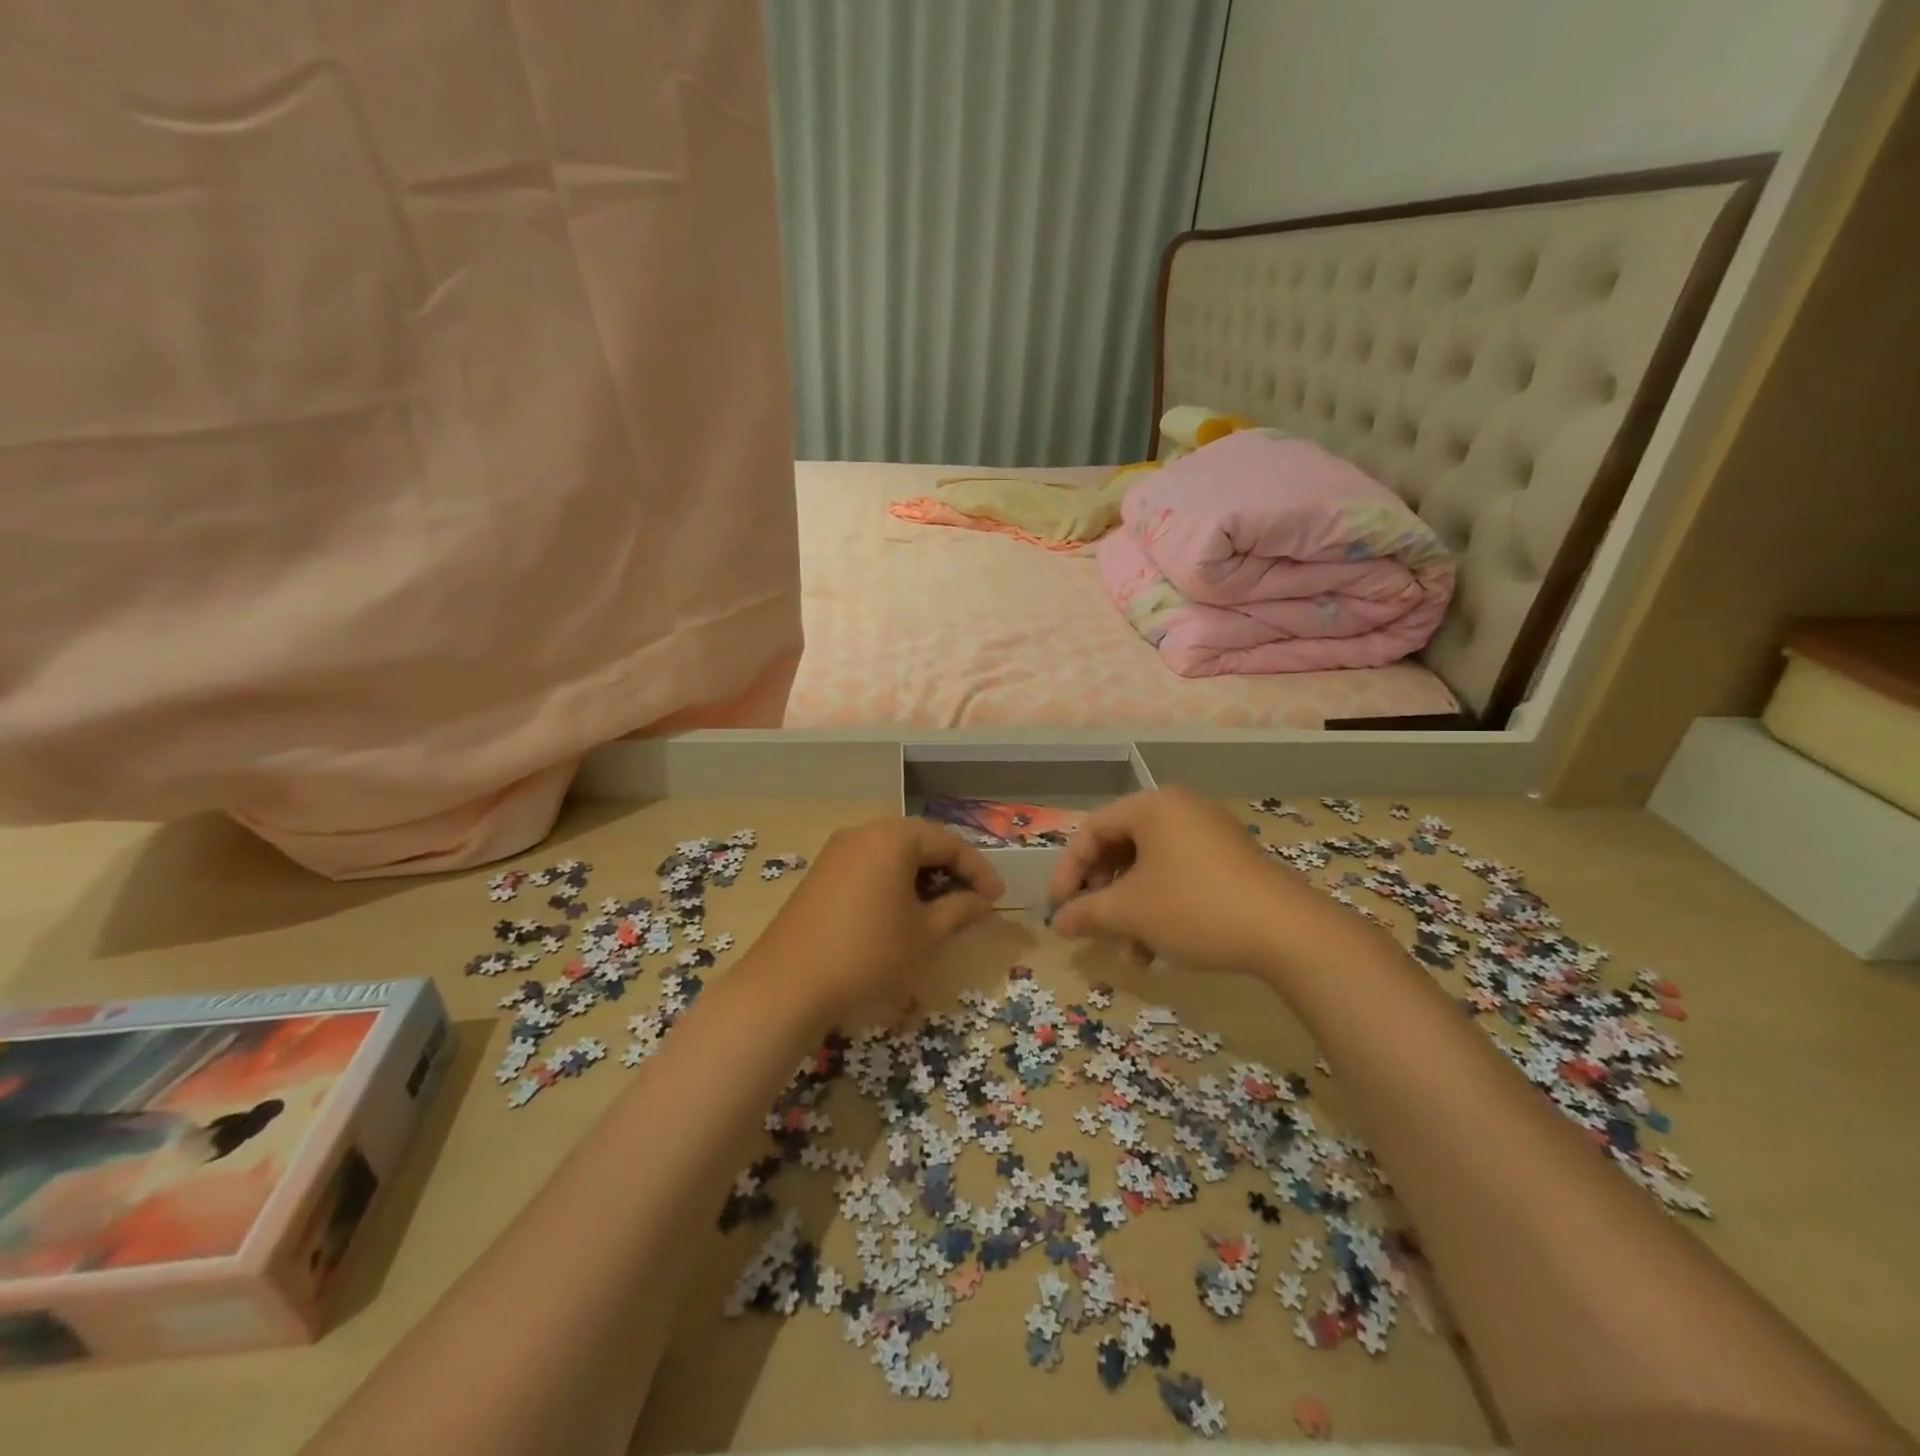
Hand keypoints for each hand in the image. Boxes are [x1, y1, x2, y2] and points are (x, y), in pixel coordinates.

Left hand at [743, 817, 1003, 1017]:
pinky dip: (894, 883)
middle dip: (950, 869)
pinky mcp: (821, 874)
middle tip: (973, 900)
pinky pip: (870, 866)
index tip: (997, 899)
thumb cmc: (869, 953)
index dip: (978, 870)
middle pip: (920, 842)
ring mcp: (837, 852)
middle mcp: (864, 833)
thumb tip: (981, 901)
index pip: (948, 843)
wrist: (788, 985)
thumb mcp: (925, 934)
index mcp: (893, 838)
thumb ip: (959, 910)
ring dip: (922, 876)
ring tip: (941, 908)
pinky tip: (903, 912)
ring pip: (893, 854)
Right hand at [1046, 787, 1319, 974]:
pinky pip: (1178, 874)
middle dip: (1102, 894)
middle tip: (1091, 925)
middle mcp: (1179, 808)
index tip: (1057, 909)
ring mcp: (1209, 832)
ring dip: (1131, 909)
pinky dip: (1160, 906)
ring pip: (1149, 867)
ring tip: (1130, 952)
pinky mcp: (1229, 859)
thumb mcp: (1130, 911)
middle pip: (1120, 847)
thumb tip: (1057, 922)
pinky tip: (1158, 948)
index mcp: (1151, 806)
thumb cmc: (1194, 907)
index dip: (1067, 872)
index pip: (1091, 830)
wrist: (1286, 932)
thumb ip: (1086, 912)